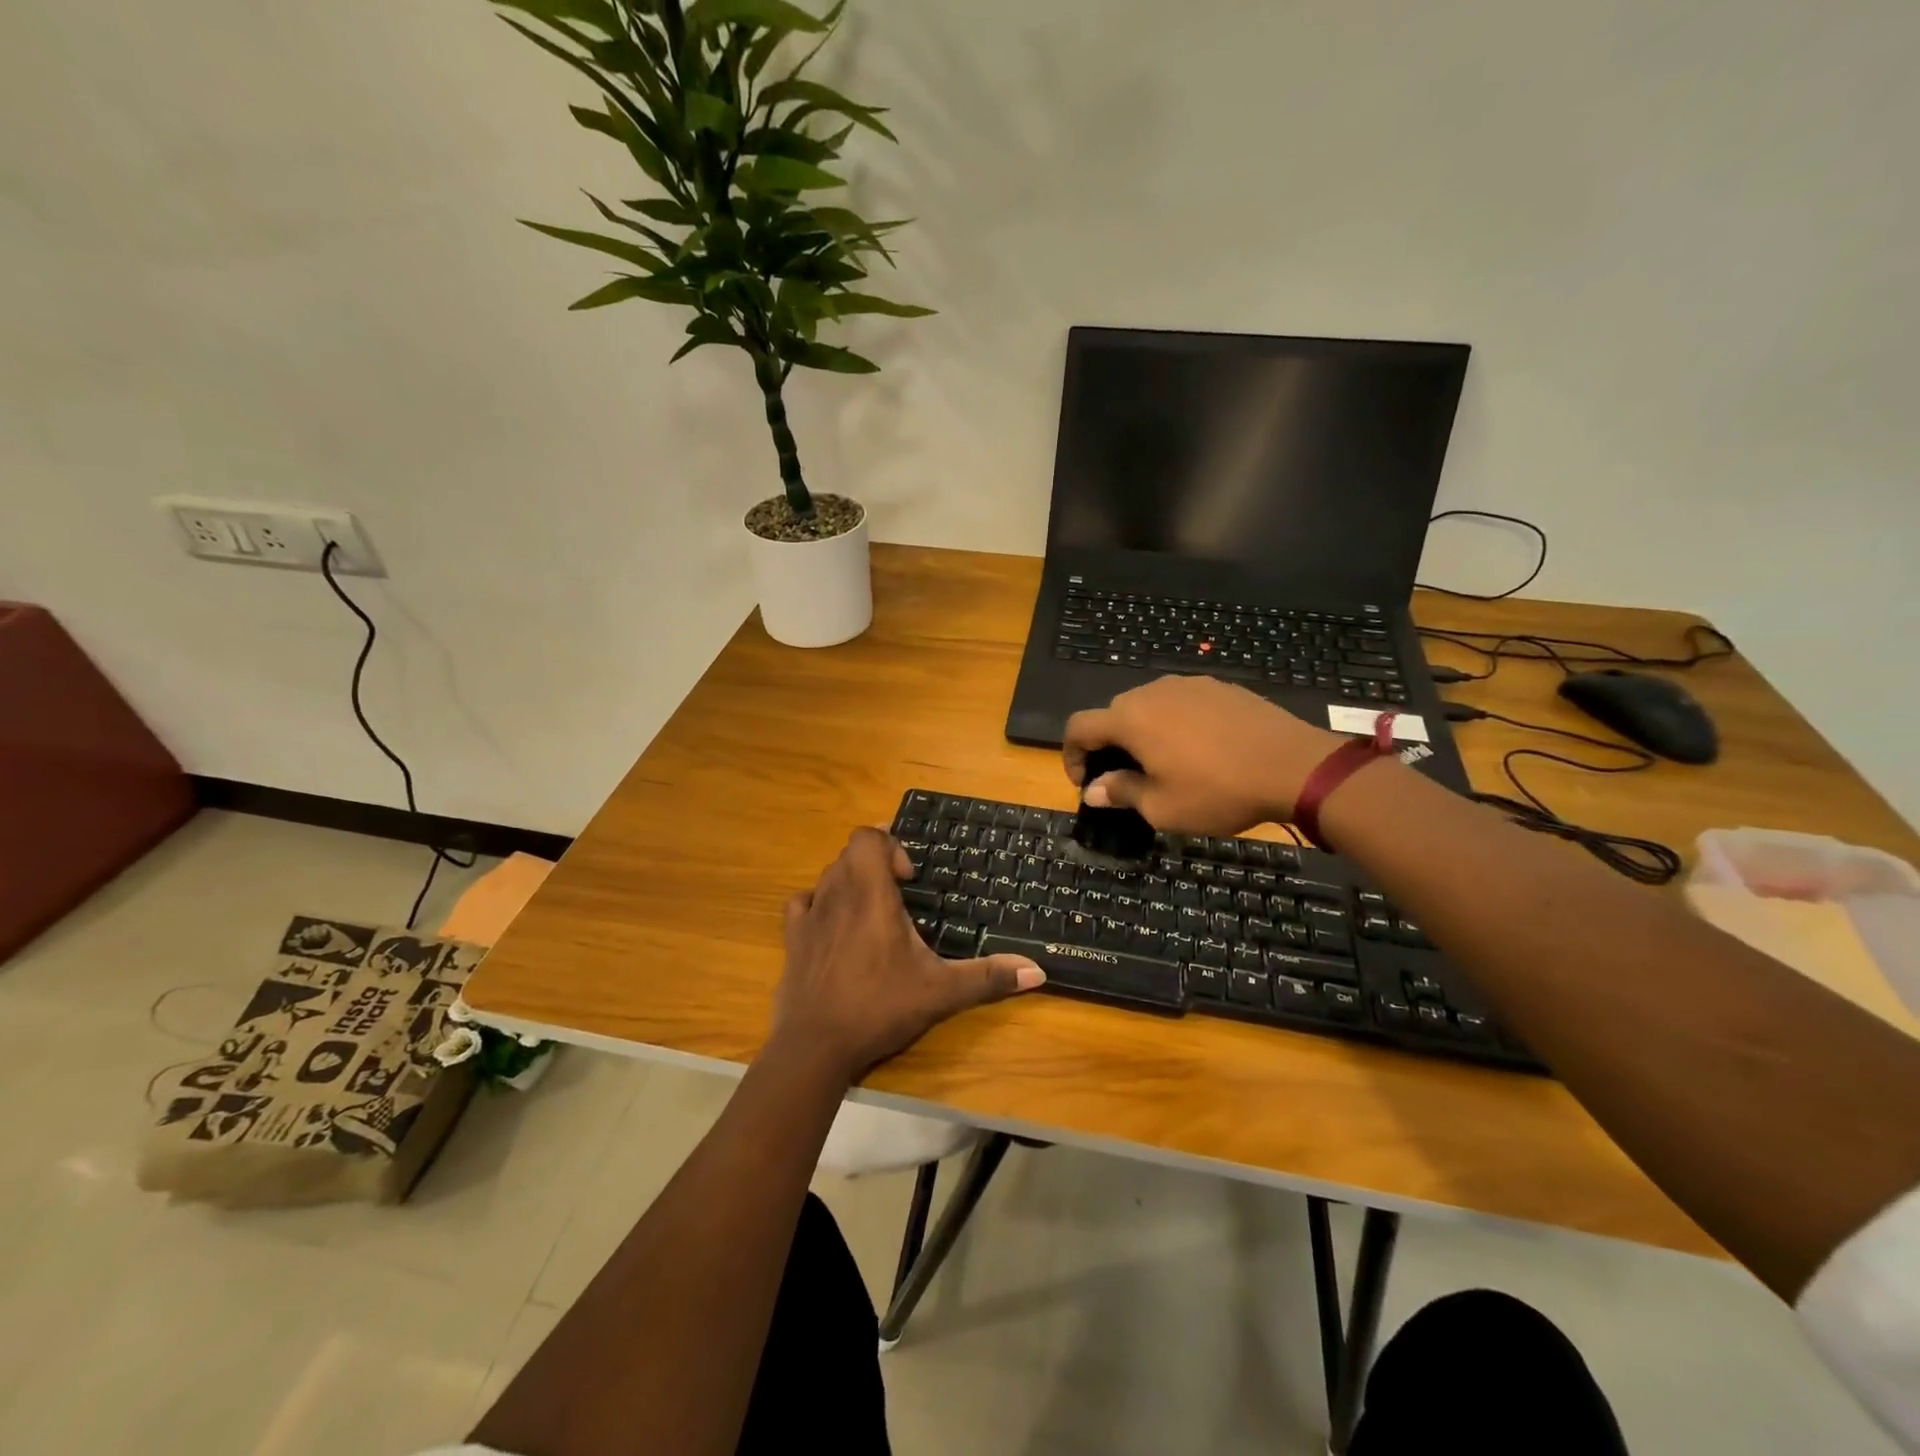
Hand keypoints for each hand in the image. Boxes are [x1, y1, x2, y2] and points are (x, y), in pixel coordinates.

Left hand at [770, 828, 1044, 1085]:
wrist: (815, 1046)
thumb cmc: (879, 1007)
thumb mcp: (940, 992)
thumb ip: (988, 977)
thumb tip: (1038, 971)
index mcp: (871, 894)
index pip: (868, 836)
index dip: (890, 845)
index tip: (910, 879)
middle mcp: (836, 893)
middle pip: (850, 853)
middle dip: (877, 864)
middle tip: (900, 896)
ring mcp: (809, 915)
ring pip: (828, 875)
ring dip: (851, 882)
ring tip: (873, 913)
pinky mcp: (792, 938)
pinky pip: (803, 902)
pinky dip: (819, 903)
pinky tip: (835, 928)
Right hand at [1063, 675, 1344, 833]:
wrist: (1294, 766)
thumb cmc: (1218, 791)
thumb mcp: (1163, 807)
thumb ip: (1122, 793)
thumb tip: (1094, 791)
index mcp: (1130, 719)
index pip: (1079, 727)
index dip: (1071, 755)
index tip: (1086, 783)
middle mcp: (1153, 692)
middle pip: (1113, 714)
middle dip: (1108, 745)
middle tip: (1125, 778)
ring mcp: (1189, 684)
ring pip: (1148, 706)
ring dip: (1142, 732)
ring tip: (1164, 763)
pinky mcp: (1219, 687)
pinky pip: (1181, 702)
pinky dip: (1175, 723)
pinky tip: (1199, 749)